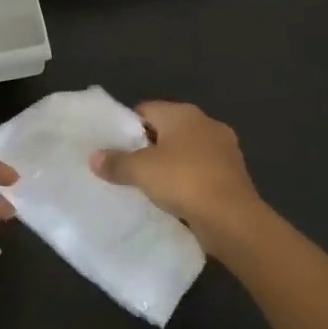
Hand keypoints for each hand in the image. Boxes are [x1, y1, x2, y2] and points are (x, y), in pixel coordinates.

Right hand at [90, 101, 259, 236]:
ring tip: (149, 185)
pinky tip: (175, 198)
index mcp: (184, 114)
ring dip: (170, 165)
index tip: (113, 147)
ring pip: (186, 151)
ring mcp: (224, 149)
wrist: (232, 218)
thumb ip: (116, 162)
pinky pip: (201, 171)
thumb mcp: (140, 171)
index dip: (127, 126)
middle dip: (148, 146)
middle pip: (167, 130)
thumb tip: (94, 158)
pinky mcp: (233, 174)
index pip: (146, 110)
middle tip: (127, 166)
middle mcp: (206, 124)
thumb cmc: (184, 181)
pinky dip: (188, 180)